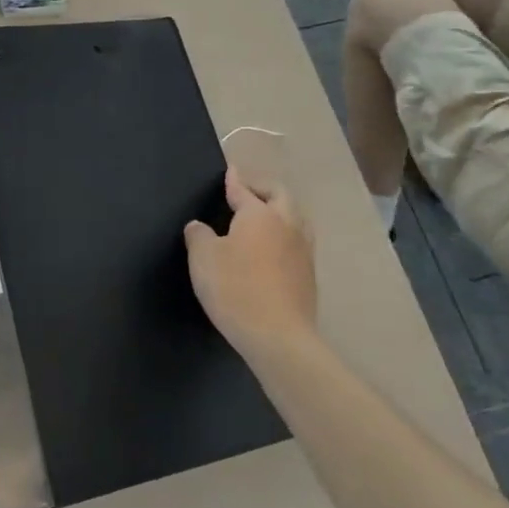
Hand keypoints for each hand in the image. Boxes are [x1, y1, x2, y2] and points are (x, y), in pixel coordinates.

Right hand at [184, 169, 317, 360]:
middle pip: (280, 196)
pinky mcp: (309, 276)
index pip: (244, 189)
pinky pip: (298, 243)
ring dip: (280, 211)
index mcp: (259, 215)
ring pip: (296, 219)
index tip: (230, 170)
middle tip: (246, 192)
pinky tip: (273, 249)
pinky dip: (285, 236)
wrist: (278, 337)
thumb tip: (200, 226)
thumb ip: (199, 235)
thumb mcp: (203, 258)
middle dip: (263, 189)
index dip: (234, 180)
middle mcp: (286, 226)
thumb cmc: (235, 288)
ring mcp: (303, 251)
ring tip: (264, 217)